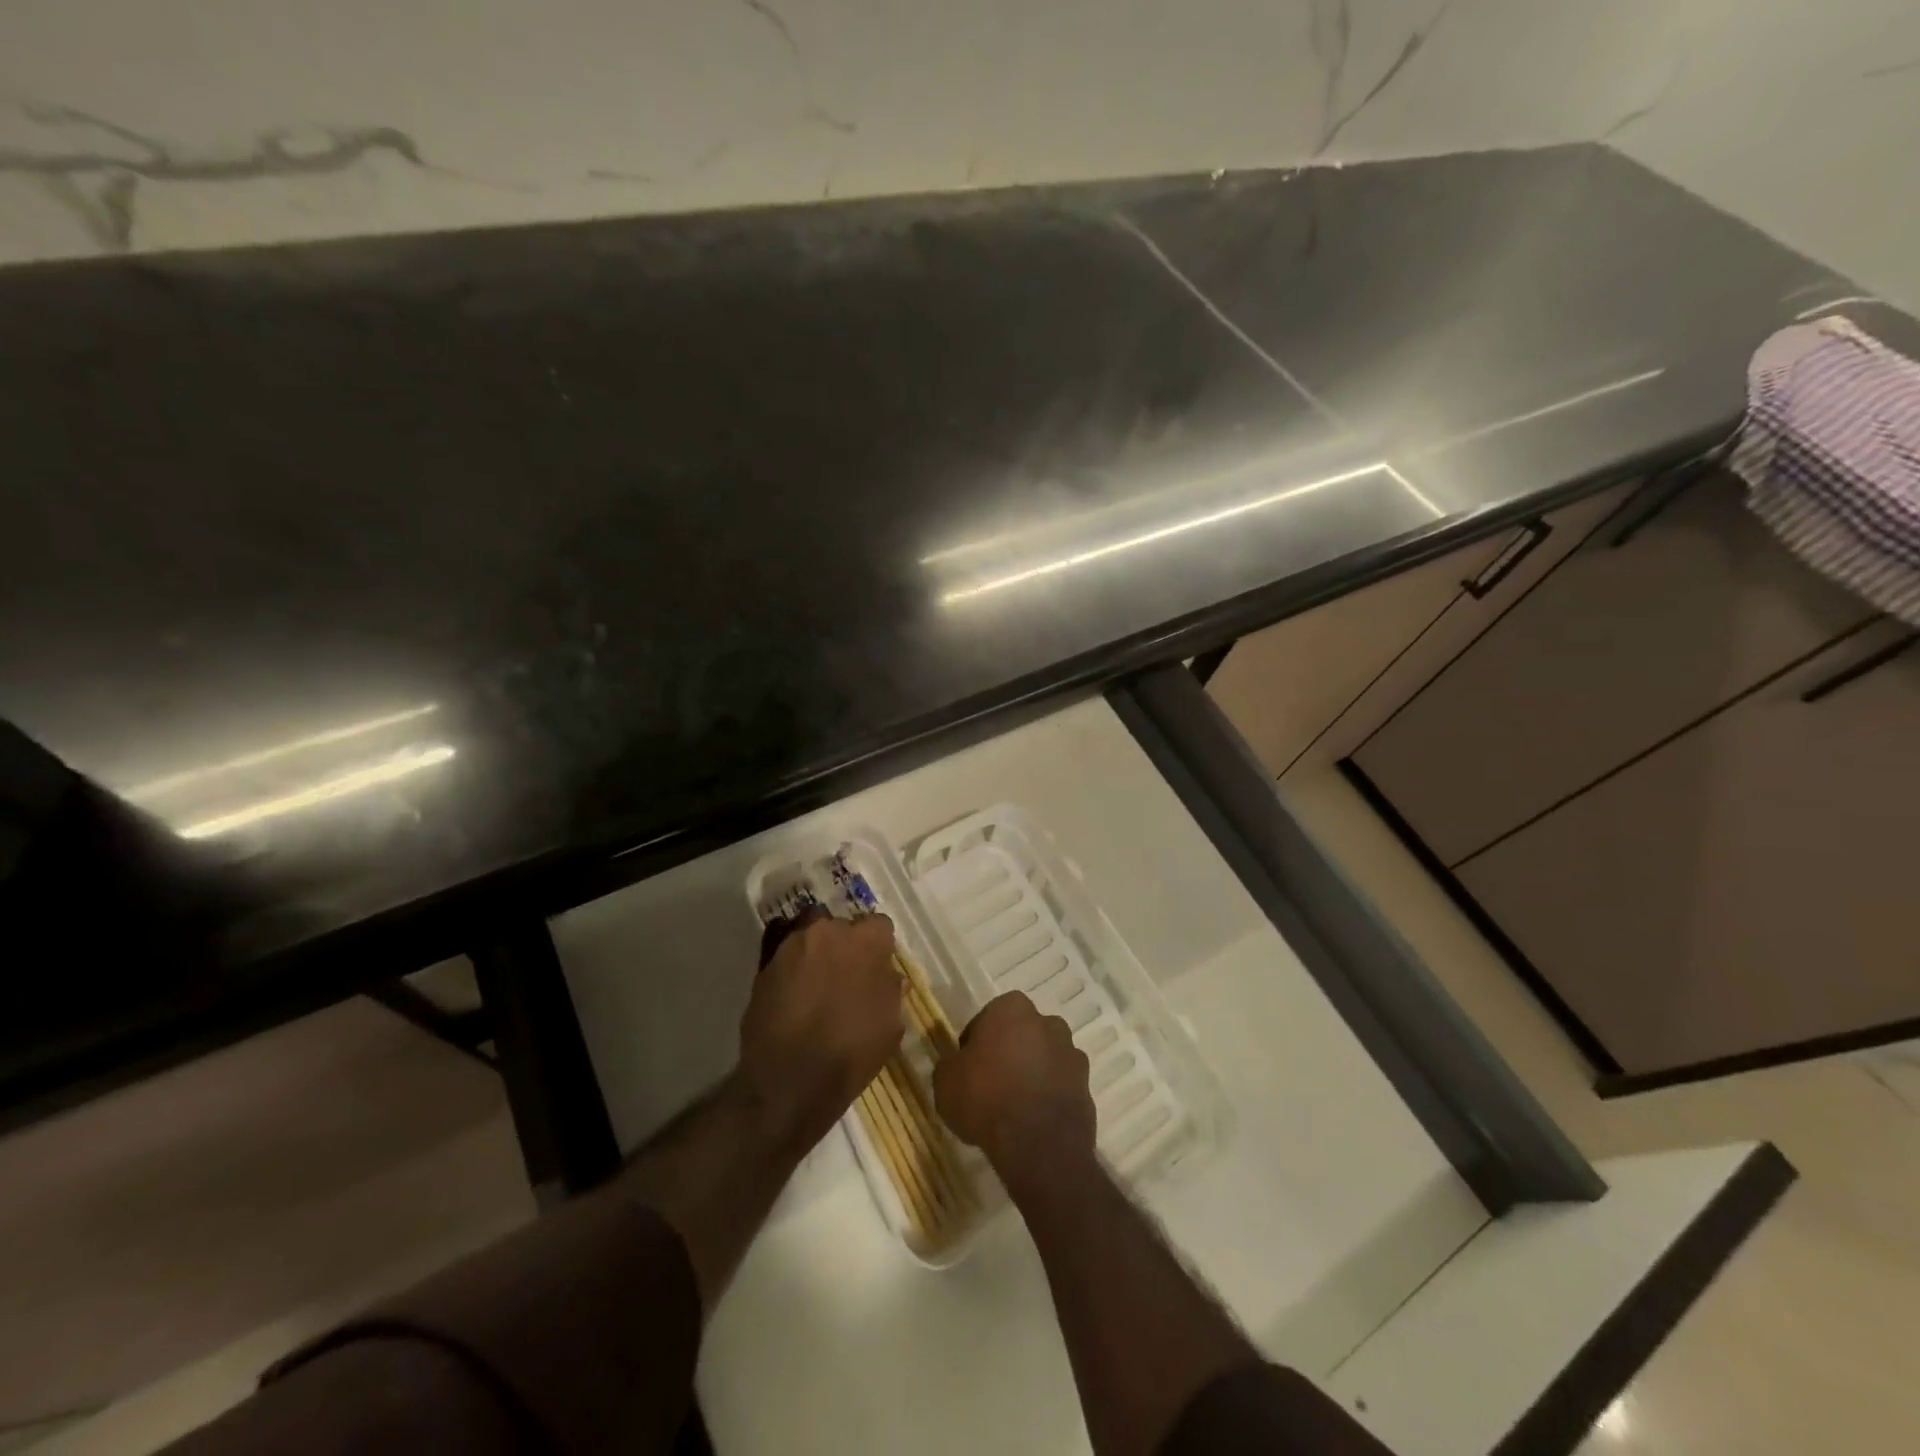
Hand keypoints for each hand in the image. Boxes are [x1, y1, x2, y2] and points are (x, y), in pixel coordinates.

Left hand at [739, 911, 904, 1148]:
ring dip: (816, 952)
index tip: (877, 970)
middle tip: (845, 978)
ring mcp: (792, 946)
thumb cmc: (852, 1052)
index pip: (879, 926)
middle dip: (845, 947)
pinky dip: (789, 965)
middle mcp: (828, 931)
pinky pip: (783, 954)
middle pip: (841, 927)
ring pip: (810, 936)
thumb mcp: (890, 1026)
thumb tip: (890, 977)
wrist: (789, 1082)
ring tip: (815, 984)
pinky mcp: (764, 965)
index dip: (879, 948)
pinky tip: (792, 991)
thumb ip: (891, 990)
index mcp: (865, 941)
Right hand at [934, 992, 1094, 1189]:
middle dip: (1009, 1053)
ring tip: (1014, 1107)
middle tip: (991, 1084)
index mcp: (1012, 1008)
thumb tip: (959, 1065)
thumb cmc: (985, 1098)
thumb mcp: (945, 1080)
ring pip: (1044, 1058)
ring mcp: (1072, 1053)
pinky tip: (1033, 1121)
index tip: (968, 1067)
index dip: (976, 1042)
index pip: (988, 1018)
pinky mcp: (1087, 1086)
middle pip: (1022, 1034)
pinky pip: (1060, 1086)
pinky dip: (1049, 1097)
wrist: (1038, 1144)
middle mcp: (1047, 1022)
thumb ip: (951, 1064)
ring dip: (1032, 1074)